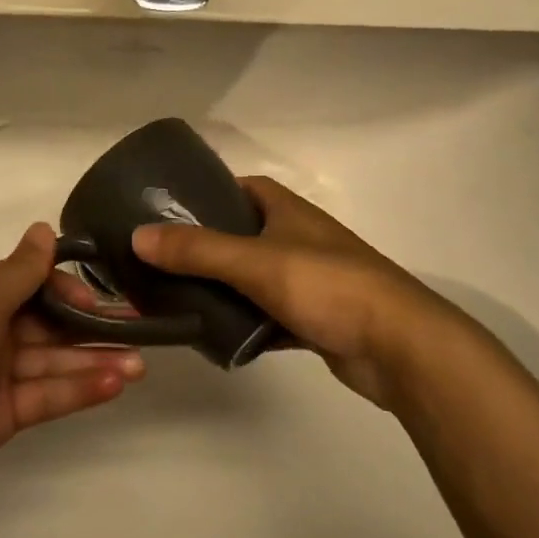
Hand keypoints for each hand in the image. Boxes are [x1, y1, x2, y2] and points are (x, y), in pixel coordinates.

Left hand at [0, 223, 143, 515]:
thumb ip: (21, 271)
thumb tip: (44, 228)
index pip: (31, 283)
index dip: (67, 288)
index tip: (101, 297)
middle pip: (47, 323)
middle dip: (91, 326)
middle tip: (138, 329)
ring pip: (52, 361)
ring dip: (94, 360)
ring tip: (140, 364)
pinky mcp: (1, 416)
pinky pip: (46, 396)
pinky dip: (78, 390)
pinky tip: (116, 384)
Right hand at [129, 175, 466, 406]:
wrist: (400, 348)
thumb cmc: (328, 286)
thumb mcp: (256, 262)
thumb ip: (197, 250)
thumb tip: (138, 236)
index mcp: (289, 211)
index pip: (242, 188)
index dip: (208, 194)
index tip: (170, 212)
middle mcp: (299, 239)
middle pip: (243, 235)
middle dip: (207, 246)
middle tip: (162, 261)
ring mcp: (309, 281)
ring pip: (254, 279)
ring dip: (224, 289)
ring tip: (177, 299)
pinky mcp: (316, 320)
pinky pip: (269, 316)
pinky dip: (246, 325)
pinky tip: (217, 338)